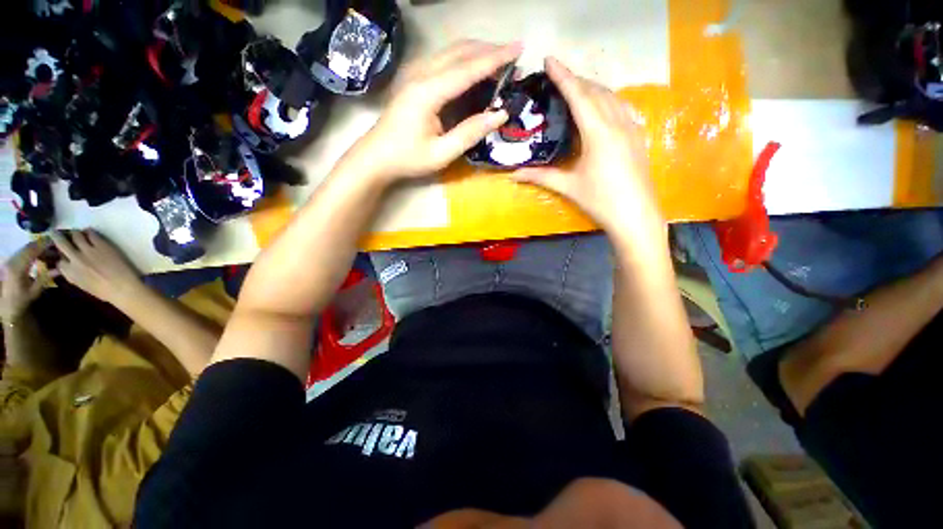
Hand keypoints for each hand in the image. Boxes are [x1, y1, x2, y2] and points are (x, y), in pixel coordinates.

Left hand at [1, 239, 51, 321]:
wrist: (6, 305)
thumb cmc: (21, 300)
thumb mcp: (34, 291)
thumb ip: (45, 278)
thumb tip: (60, 269)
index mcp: (18, 267)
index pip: (32, 249)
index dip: (44, 244)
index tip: (57, 241)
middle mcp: (13, 260)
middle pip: (28, 247)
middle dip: (42, 244)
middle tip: (56, 245)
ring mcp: (10, 260)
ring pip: (25, 248)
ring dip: (38, 247)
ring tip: (50, 250)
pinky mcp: (10, 261)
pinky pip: (23, 252)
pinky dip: (33, 251)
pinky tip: (39, 256)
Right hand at [50, 230, 142, 306]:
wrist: (123, 288)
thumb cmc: (104, 291)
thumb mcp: (82, 285)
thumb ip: (71, 275)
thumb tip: (61, 269)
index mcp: (70, 272)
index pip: (58, 260)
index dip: (59, 255)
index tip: (59, 252)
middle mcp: (75, 259)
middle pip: (61, 243)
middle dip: (55, 236)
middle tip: (53, 232)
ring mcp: (88, 251)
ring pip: (75, 235)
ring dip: (75, 233)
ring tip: (76, 232)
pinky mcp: (101, 245)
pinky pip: (92, 233)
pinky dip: (89, 231)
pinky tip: (89, 232)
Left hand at [349, 40, 521, 182]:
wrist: (376, 157)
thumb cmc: (408, 159)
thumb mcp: (442, 154)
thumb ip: (470, 133)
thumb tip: (500, 115)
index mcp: (428, 92)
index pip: (468, 69)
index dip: (495, 58)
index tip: (518, 49)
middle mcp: (421, 74)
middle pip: (459, 51)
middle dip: (488, 50)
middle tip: (513, 57)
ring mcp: (415, 74)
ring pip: (451, 52)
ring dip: (477, 52)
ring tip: (499, 62)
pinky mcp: (414, 79)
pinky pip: (443, 61)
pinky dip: (463, 60)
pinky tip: (474, 70)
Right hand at [511, 57, 658, 231]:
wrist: (636, 216)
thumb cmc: (601, 201)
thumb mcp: (569, 187)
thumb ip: (541, 177)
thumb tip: (514, 176)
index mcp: (599, 132)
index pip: (579, 95)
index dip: (563, 76)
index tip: (549, 60)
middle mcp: (617, 122)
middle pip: (595, 91)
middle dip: (576, 80)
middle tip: (557, 77)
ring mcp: (632, 127)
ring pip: (612, 96)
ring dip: (592, 88)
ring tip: (576, 88)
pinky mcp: (638, 136)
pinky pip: (622, 107)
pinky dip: (608, 99)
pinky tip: (601, 105)